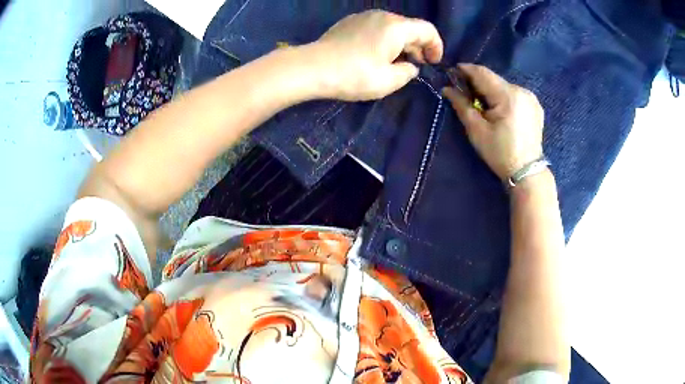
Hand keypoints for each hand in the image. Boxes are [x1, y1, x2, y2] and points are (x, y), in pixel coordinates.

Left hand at [308, 10, 442, 100]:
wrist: (312, 68)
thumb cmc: (353, 75)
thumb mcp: (388, 81)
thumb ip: (407, 72)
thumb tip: (410, 66)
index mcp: (396, 27)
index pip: (427, 30)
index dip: (436, 46)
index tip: (433, 63)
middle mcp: (382, 16)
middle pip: (410, 27)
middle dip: (418, 46)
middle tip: (416, 65)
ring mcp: (363, 16)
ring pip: (392, 27)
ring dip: (401, 43)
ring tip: (397, 62)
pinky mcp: (350, 22)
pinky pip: (376, 27)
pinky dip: (384, 39)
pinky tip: (376, 54)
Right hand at [443, 64, 544, 179]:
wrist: (527, 172)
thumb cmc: (500, 153)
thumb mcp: (477, 131)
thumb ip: (462, 105)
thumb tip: (447, 88)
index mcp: (508, 96)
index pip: (482, 73)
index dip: (466, 70)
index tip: (452, 72)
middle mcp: (522, 91)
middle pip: (494, 79)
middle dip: (478, 82)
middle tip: (465, 92)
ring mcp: (531, 98)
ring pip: (504, 86)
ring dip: (491, 90)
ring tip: (482, 103)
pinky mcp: (535, 105)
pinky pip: (514, 94)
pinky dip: (503, 97)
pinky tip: (499, 109)